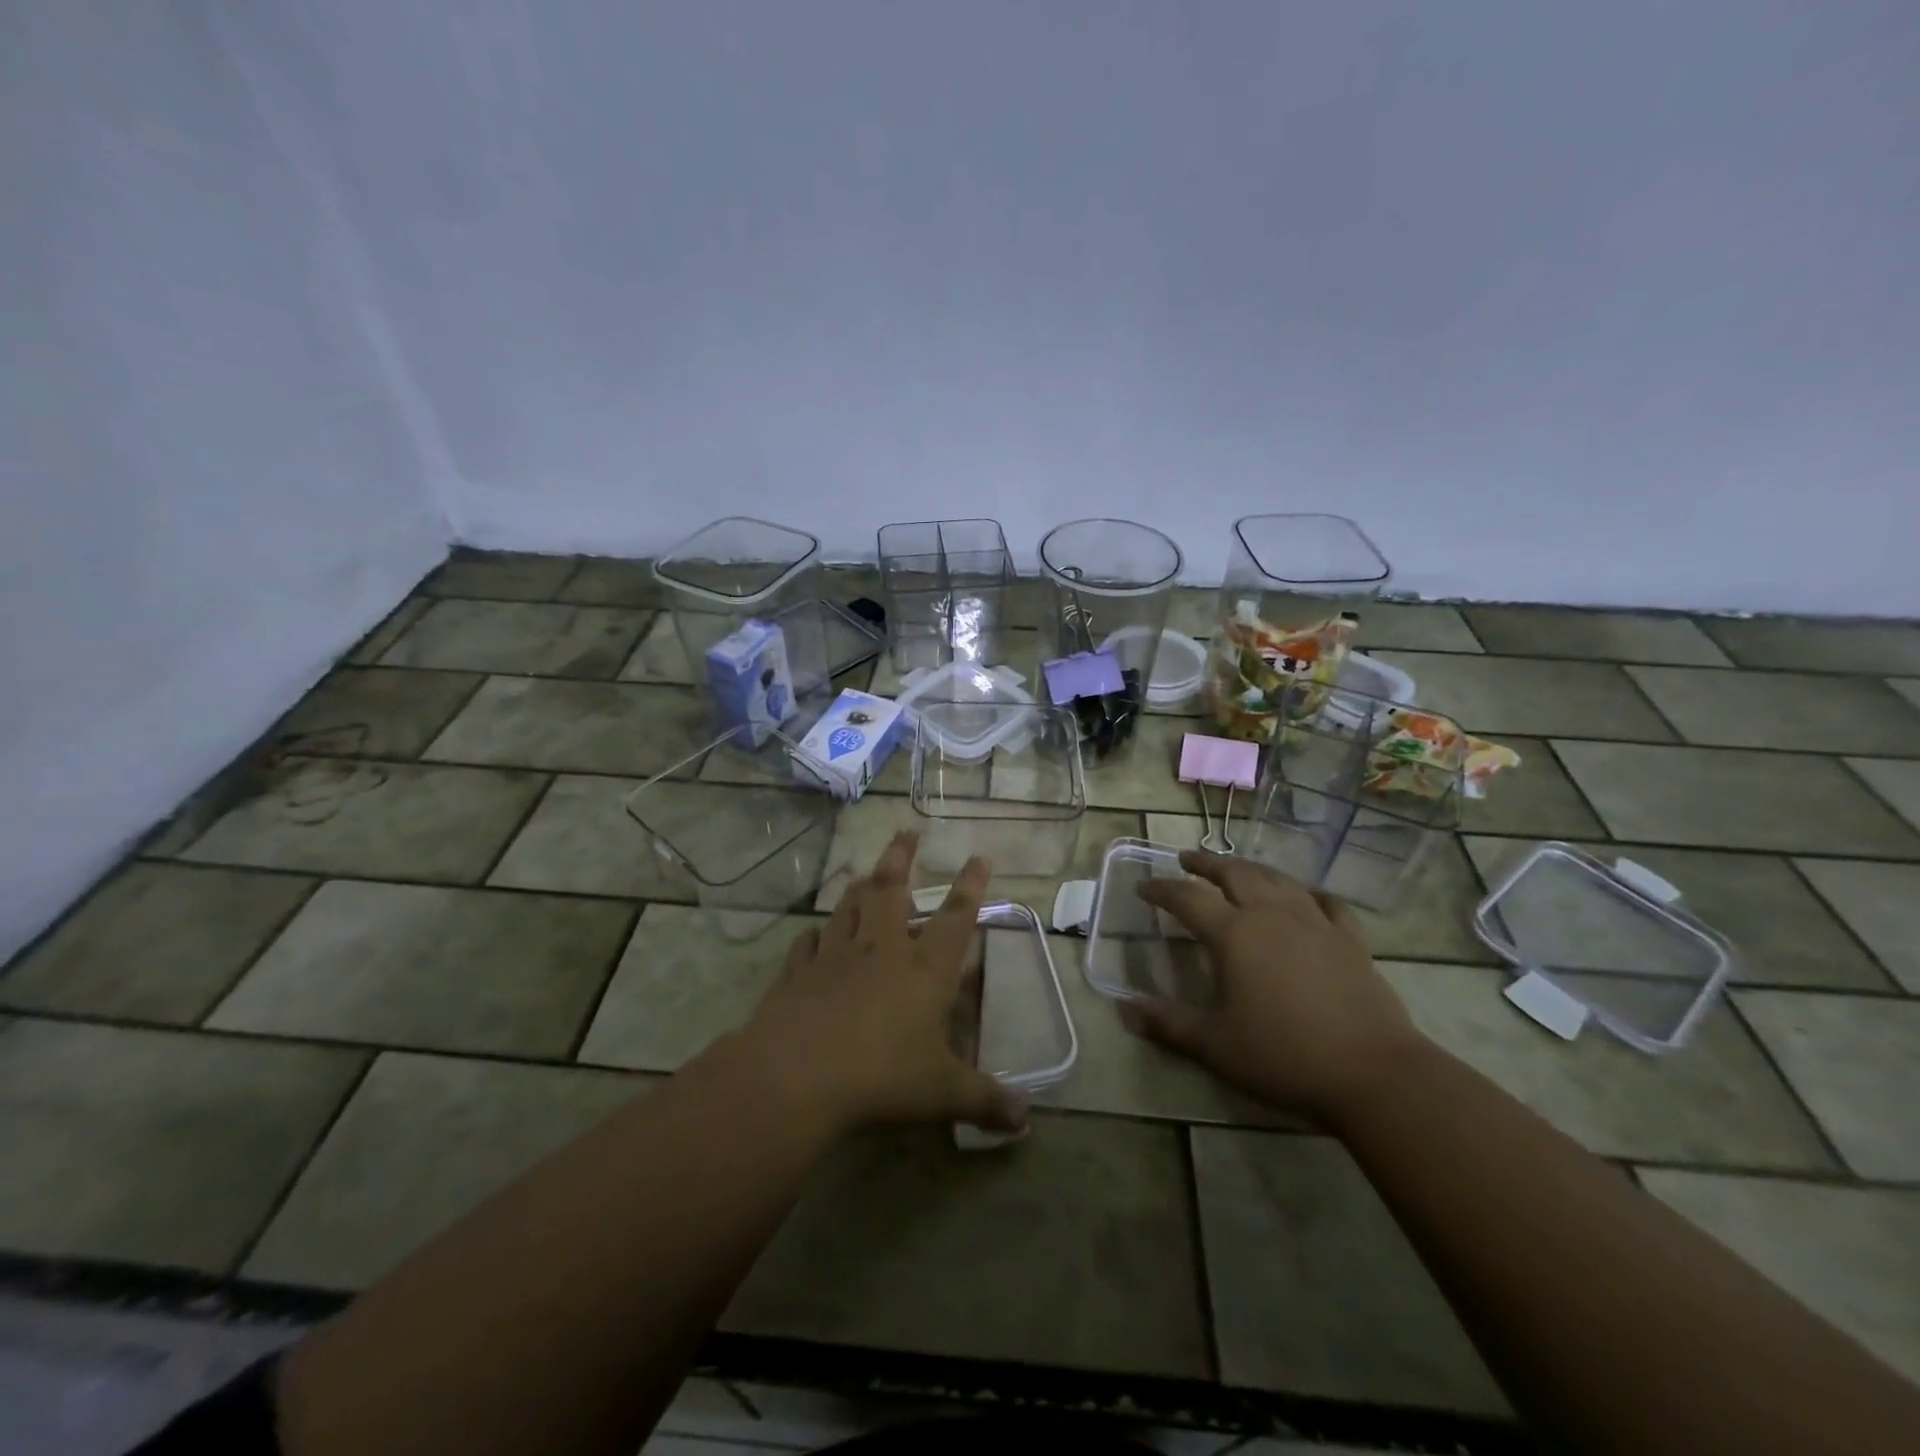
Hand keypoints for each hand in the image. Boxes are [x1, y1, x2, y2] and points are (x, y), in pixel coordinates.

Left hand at [737, 830, 1028, 1137]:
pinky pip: (808, 944)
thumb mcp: (942, 1094)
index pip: (955, 918)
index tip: (978, 857)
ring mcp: (836, 957)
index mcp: (924, 969)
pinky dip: (814, 935)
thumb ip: (985, 1101)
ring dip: (860, 886)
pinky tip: (813, 934)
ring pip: (850, 907)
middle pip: (892, 889)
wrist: (797, 1076)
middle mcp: (882, 950)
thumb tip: (1026, 1118)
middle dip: (902, 857)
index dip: (971, 887)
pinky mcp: (797, 973)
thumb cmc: (882, 1077)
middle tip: (907, 830)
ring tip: (866, 870)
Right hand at [1126, 850, 1428, 1124]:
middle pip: (1234, 874)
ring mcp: (1316, 923)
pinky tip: (1305, 898)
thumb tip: (1126, 1010)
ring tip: (1237, 870)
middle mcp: (1272, 916)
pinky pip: (1327, 903)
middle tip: (1187, 859)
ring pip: (1278, 880)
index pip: (1187, 898)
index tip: (1143, 887)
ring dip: (1251, 870)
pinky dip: (1308, 894)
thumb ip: (1169, 1024)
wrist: (1373, 1074)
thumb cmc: (1284, 1056)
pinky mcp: (1350, 940)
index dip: (1162, 889)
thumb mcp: (1216, 1046)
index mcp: (1234, 935)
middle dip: (1206, 864)